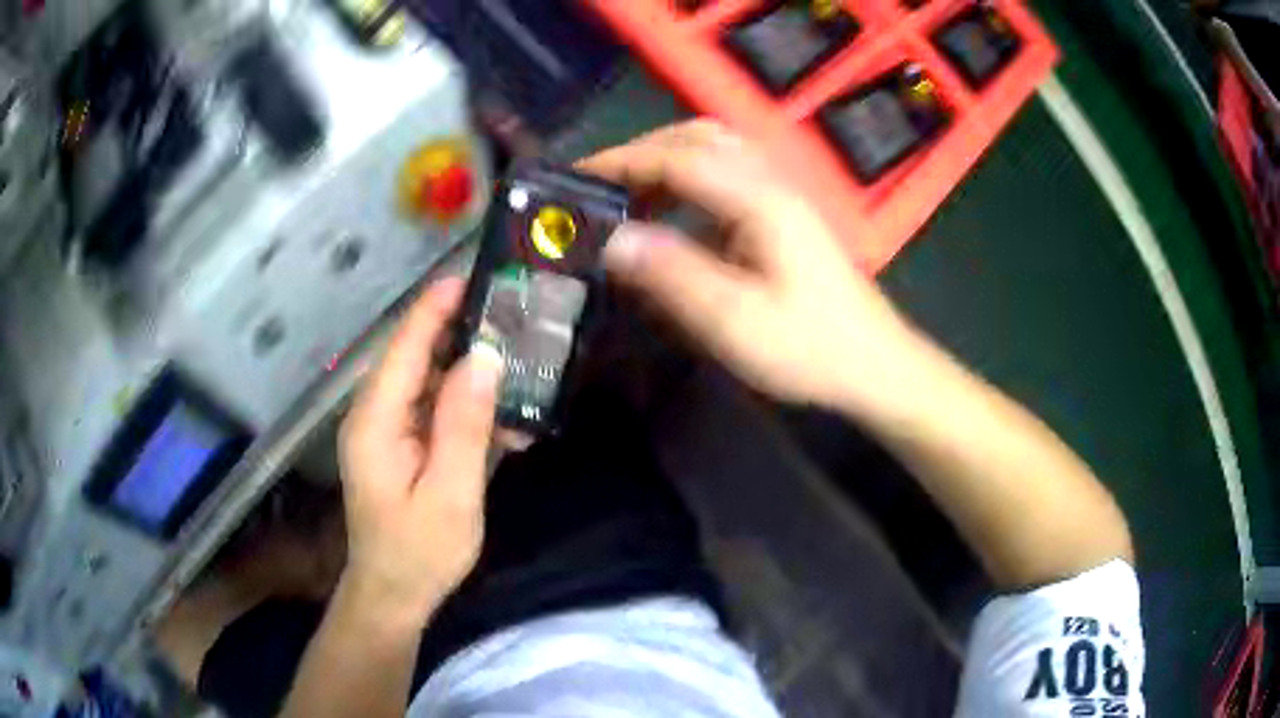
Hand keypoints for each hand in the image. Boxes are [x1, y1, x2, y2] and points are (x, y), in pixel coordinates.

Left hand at [337, 278, 502, 622]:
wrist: (393, 595)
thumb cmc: (419, 552)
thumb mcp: (451, 493)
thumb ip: (464, 424)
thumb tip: (485, 358)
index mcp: (375, 421)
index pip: (403, 347)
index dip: (434, 308)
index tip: (472, 277)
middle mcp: (374, 414)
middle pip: (414, 356)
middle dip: (458, 330)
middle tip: (511, 313)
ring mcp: (386, 429)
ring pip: (427, 380)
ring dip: (468, 370)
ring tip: (518, 357)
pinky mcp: (400, 444)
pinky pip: (433, 409)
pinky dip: (466, 405)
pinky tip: (504, 416)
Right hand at [581, 120, 923, 412]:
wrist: (874, 363)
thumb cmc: (810, 348)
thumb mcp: (735, 321)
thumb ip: (673, 275)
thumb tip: (612, 240)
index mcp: (759, 199)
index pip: (677, 157)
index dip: (622, 162)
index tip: (576, 180)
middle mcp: (770, 182)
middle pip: (696, 139)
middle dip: (640, 154)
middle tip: (599, 189)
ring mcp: (780, 194)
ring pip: (713, 151)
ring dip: (665, 162)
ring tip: (628, 199)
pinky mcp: (782, 214)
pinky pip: (726, 175)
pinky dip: (687, 181)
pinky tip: (672, 216)